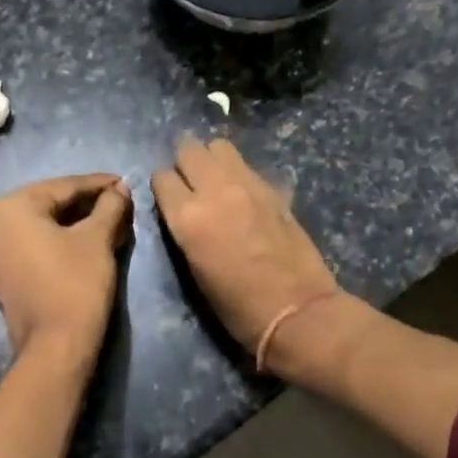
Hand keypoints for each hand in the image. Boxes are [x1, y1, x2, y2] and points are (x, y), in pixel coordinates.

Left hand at [0, 174, 132, 360]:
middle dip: (87, 204)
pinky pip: (34, 246)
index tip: (124, 182)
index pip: (64, 186)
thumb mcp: (97, 239)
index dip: (98, 184)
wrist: (55, 346)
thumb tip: (120, 189)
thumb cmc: (76, 283)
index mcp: (12, 207)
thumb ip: (109, 206)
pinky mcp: (3, 275)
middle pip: (50, 204)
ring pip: (43, 226)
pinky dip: (60, 241)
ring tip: (110, 222)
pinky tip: (88, 242)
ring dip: (76, 223)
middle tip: (120, 203)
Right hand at [152, 137, 339, 362]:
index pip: (162, 177)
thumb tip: (183, 212)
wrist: (295, 310)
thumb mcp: (194, 270)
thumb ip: (185, 230)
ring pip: (219, 146)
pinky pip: (246, 165)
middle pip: (189, 149)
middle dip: (184, 163)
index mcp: (188, 217)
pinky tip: (241, 193)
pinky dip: (237, 171)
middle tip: (189, 183)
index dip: (163, 187)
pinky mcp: (273, 189)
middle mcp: (215, 190)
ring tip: (215, 180)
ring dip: (211, 158)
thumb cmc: (237, 306)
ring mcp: (247, 185)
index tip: (168, 199)